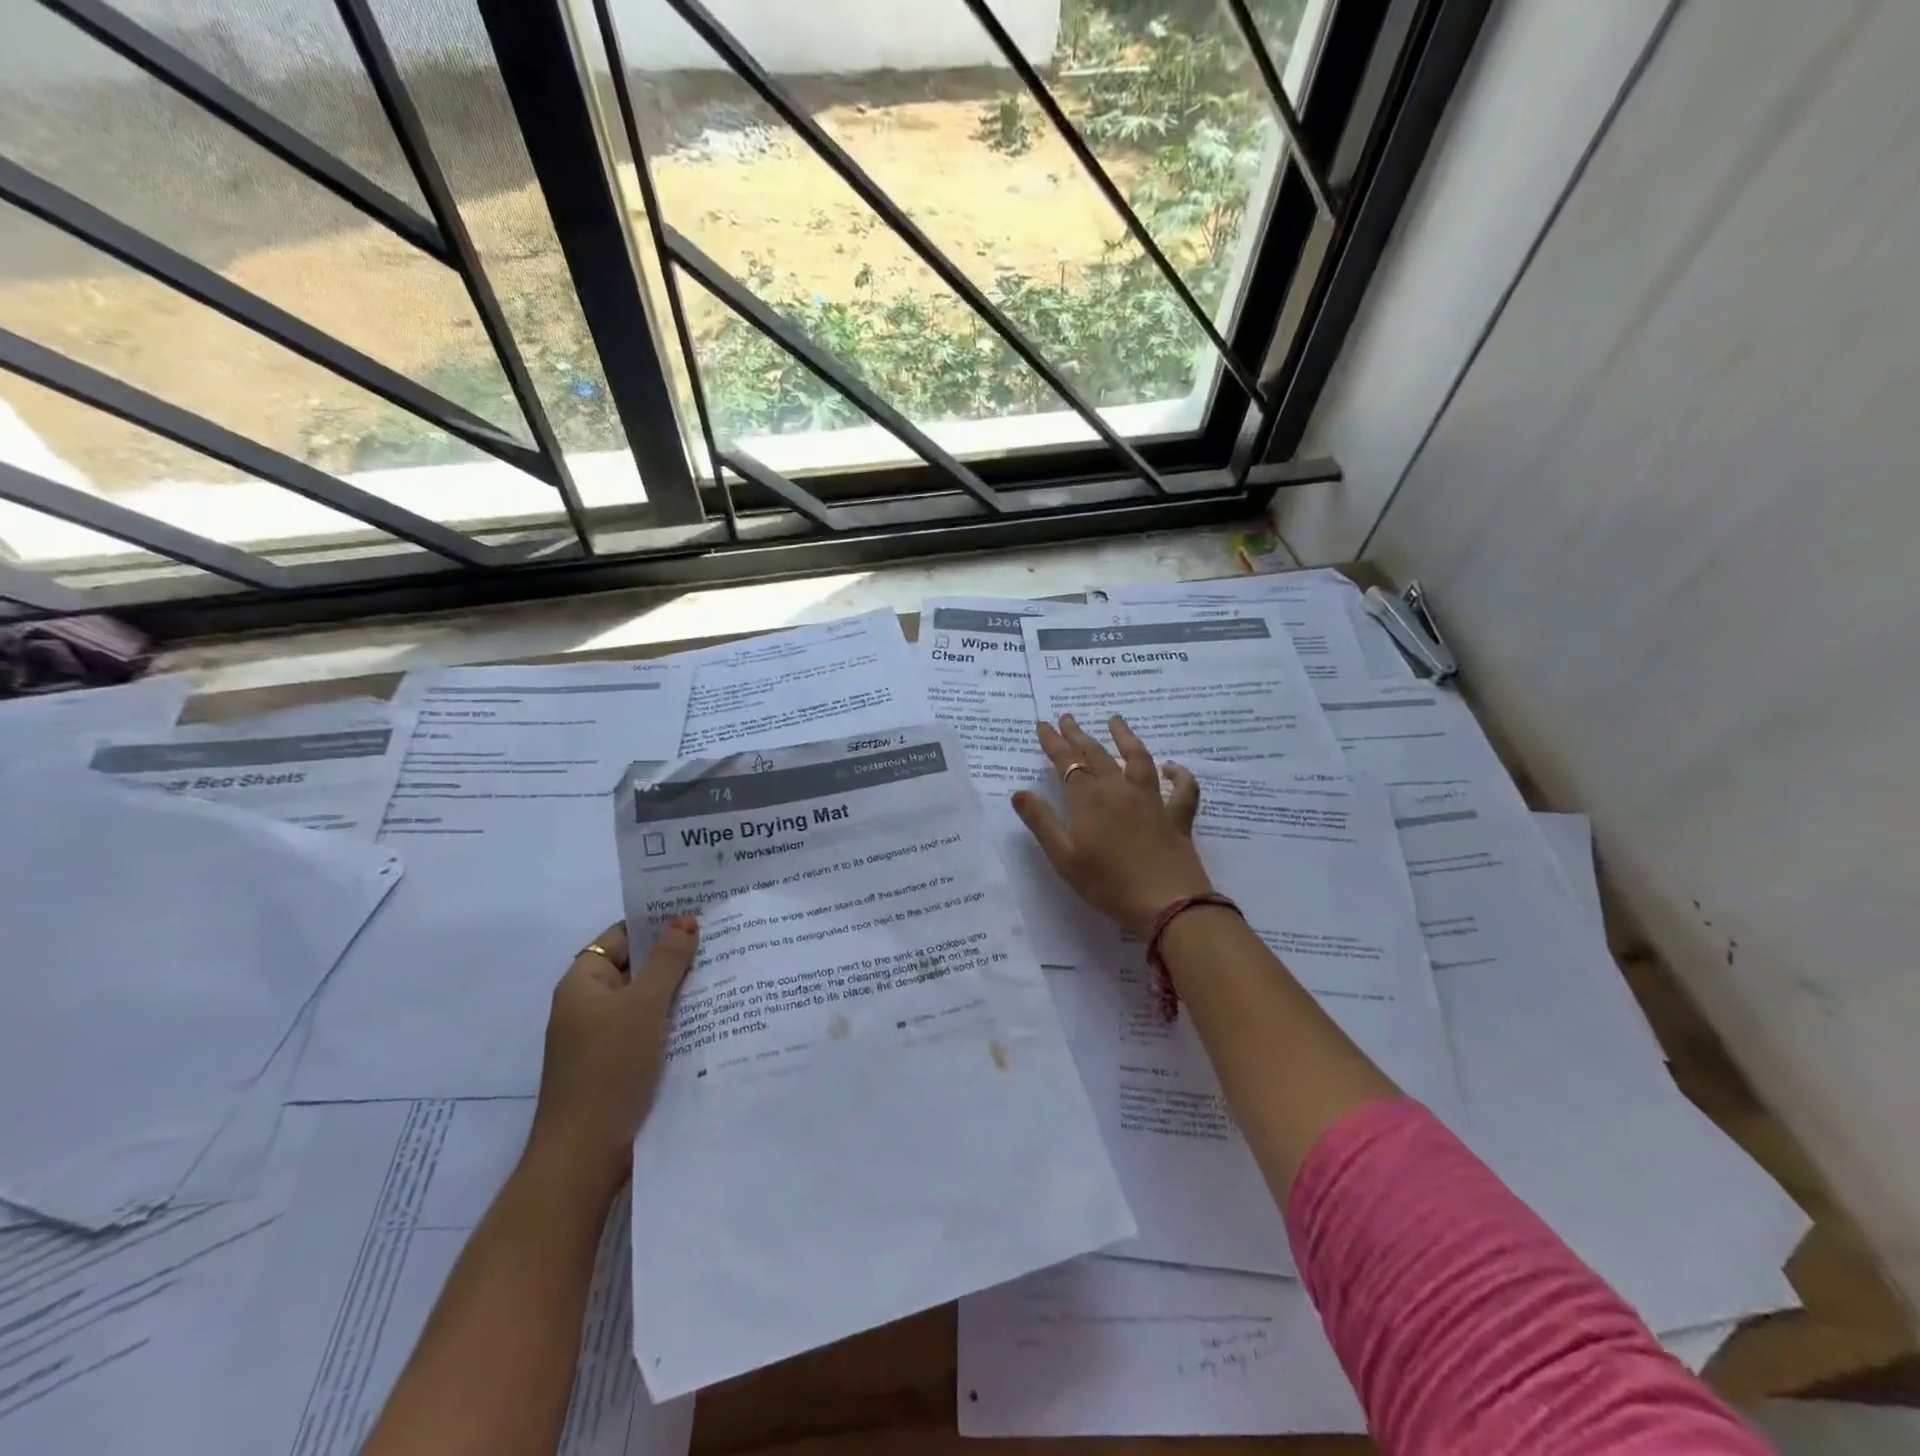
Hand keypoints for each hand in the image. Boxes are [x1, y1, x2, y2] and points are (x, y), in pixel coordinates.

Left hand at [526, 916, 698, 1200]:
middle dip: (676, 954)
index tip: (700, 910)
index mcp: (583, 983)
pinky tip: (713, 1013)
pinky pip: (651, 1026)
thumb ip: (667, 960)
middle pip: (637, 965)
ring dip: (680, 987)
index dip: (657, 921)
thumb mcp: (643, 1005)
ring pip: (648, 998)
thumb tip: (686, 919)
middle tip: (724, 936)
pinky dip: (676, 1017)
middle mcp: (590, 1004)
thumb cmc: (609, 1068)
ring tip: (728, 969)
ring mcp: (604, 1036)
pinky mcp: (620, 1063)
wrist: (585, 1155)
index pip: (622, 936)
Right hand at [1012, 714, 1213, 936]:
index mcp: (1089, 799)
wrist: (1167, 903)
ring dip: (1125, 737)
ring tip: (1115, 720)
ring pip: (1138, 759)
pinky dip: (1179, 774)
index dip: (1053, 742)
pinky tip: (1172, 768)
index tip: (1043, 724)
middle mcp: (1119, 790)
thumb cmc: (1108, 883)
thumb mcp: (1064, 857)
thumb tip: (1019, 792)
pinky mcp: (1177, 817)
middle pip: (1097, 755)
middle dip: (1079, 735)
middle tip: (1068, 717)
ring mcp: (1151, 801)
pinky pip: (1182, 789)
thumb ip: (1042, 822)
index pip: (1067, 762)